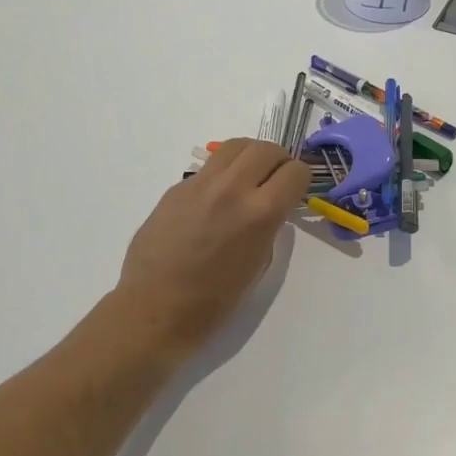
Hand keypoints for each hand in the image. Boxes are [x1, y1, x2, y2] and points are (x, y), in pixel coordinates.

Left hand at [115, 138, 310, 356]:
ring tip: (250, 175)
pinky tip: (218, 197)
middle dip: (279, 160)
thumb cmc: (214, 301)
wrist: (155, 309)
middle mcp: (233, 189)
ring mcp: (201, 184)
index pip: (295, 172)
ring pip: (236, 146)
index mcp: (260, 214)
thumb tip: (269, 206)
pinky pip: (209, 167)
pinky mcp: (178, 187)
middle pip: (267, 149)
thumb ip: (268, 226)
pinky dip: (223, 172)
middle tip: (276, 179)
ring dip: (251, 155)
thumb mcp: (258, 264)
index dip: (300, 180)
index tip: (295, 191)